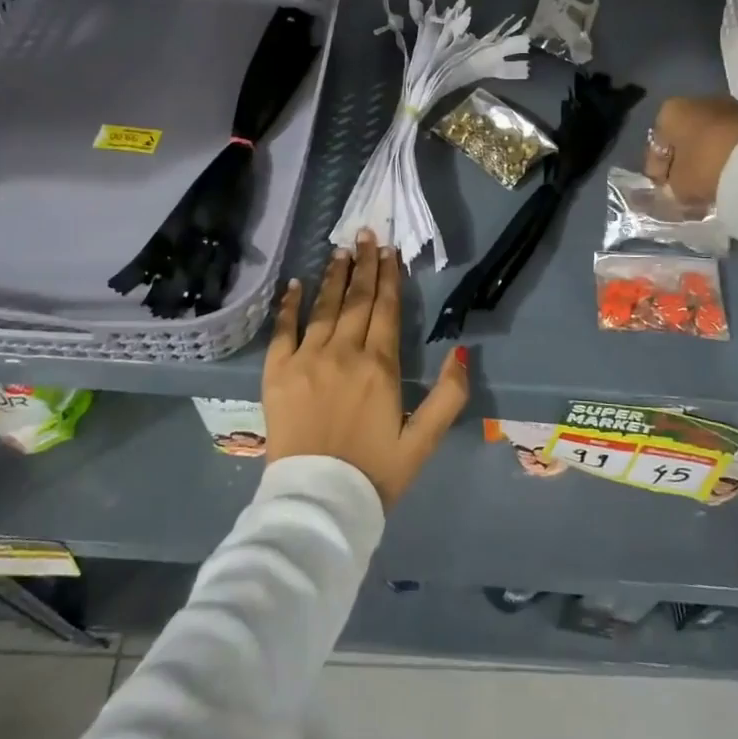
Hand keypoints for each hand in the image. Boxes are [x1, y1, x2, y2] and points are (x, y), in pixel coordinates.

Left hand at [263, 229, 469, 509]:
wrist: (317, 504)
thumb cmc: (374, 473)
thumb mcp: (423, 441)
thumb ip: (448, 396)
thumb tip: (460, 350)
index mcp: (379, 367)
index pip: (384, 309)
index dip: (388, 277)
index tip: (389, 251)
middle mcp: (342, 353)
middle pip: (355, 300)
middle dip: (363, 265)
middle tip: (366, 235)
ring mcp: (306, 360)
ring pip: (323, 307)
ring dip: (333, 276)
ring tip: (340, 249)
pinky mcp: (277, 373)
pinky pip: (283, 329)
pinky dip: (289, 304)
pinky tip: (295, 284)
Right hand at [645, 96, 737, 207]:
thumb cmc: (706, 166)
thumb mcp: (679, 185)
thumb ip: (672, 185)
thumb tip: (677, 184)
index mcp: (669, 112)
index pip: (656, 145)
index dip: (657, 170)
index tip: (662, 188)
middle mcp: (695, 101)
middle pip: (682, 136)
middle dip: (682, 159)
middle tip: (684, 184)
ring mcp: (726, 105)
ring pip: (707, 135)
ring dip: (705, 155)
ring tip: (708, 180)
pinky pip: (728, 138)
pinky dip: (724, 152)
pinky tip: (727, 171)